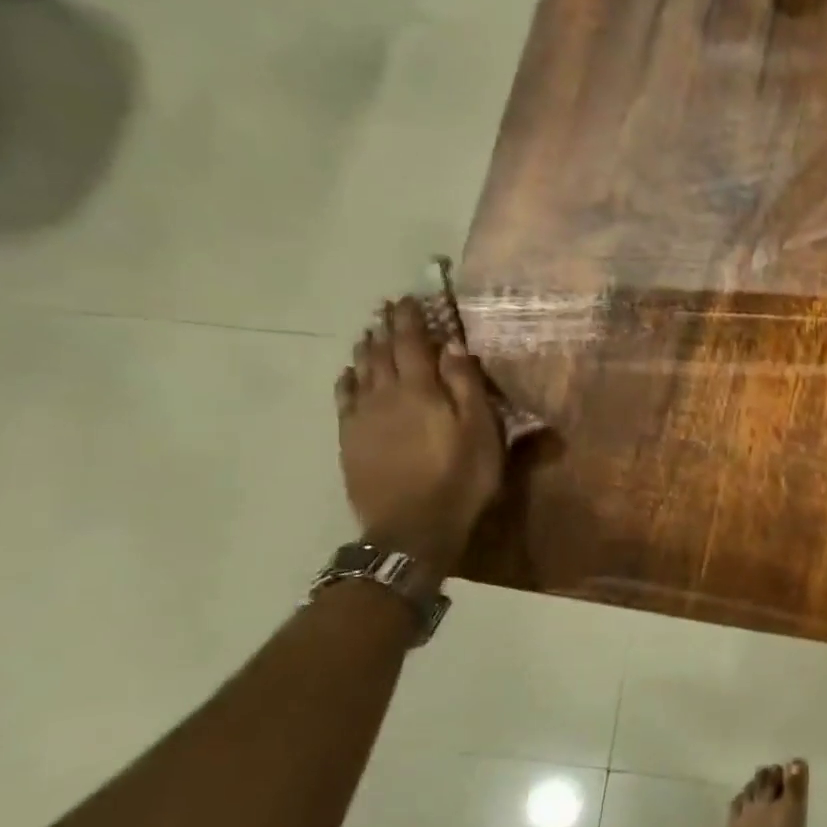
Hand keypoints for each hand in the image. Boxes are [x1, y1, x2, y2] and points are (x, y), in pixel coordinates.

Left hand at [334, 298, 504, 571]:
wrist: (412, 528)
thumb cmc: (460, 479)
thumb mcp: (481, 432)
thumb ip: (466, 386)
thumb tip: (453, 346)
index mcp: (421, 389)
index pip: (413, 342)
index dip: (411, 319)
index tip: (409, 298)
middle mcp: (386, 393)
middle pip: (382, 351)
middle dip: (386, 328)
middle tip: (388, 309)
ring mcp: (363, 417)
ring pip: (360, 370)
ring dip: (365, 348)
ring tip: (369, 333)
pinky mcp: (350, 439)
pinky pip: (344, 398)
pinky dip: (347, 379)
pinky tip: (348, 373)